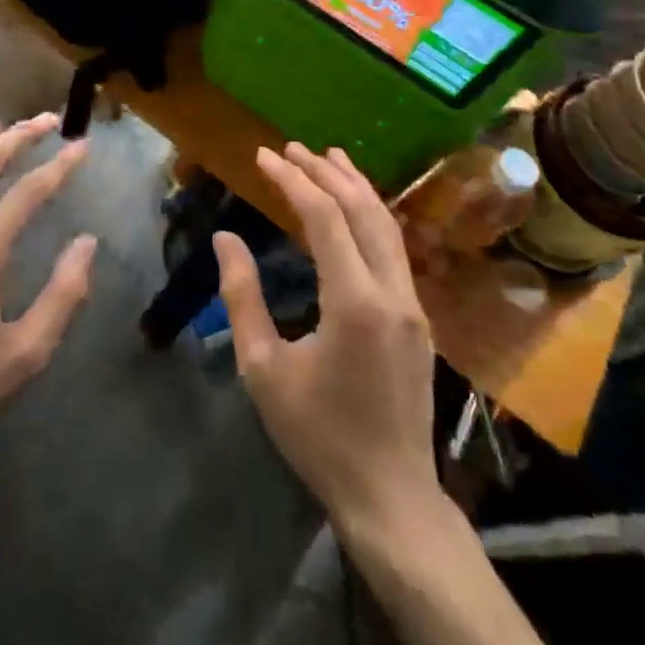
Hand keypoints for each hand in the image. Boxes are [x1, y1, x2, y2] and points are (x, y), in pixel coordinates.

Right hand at [217, 144, 439, 532]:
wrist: (390, 496)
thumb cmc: (318, 435)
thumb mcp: (264, 370)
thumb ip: (242, 298)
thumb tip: (225, 239)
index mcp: (354, 302)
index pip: (324, 217)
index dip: (292, 180)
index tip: (263, 157)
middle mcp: (392, 292)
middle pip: (362, 210)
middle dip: (325, 172)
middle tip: (291, 148)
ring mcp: (413, 304)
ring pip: (387, 225)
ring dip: (355, 186)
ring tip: (329, 157)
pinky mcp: (419, 317)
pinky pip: (394, 249)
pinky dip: (371, 215)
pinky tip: (354, 209)